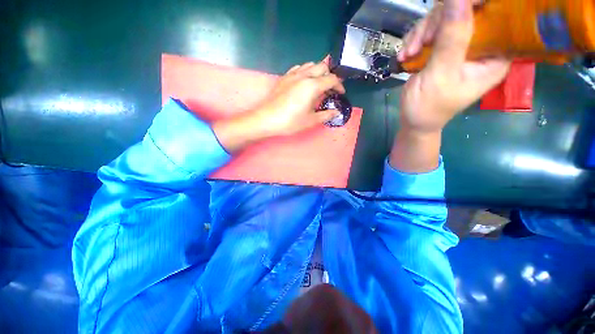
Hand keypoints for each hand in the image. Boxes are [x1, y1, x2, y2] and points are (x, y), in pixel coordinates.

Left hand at [212, 59, 344, 152]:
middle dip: (330, 76)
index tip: (340, 94)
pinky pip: (299, 68)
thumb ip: (326, 115)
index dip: (339, 86)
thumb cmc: (290, 122)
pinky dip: (306, 71)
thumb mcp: (310, 121)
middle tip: (330, 89)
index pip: (332, 79)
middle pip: (323, 67)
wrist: (267, 119)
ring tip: (319, 85)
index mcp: (312, 86)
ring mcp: (293, 75)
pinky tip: (304, 82)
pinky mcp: (284, 77)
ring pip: (310, 65)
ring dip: (318, 72)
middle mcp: (304, 75)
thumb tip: (336, 112)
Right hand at [397, 0, 510, 133]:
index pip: (498, 15)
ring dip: (421, 33)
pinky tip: (406, 55)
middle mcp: (482, 46)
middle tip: (420, 43)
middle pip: (467, 11)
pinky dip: (415, 39)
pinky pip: (430, 30)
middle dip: (438, 23)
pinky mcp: (442, 48)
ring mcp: (460, 45)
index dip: (477, 5)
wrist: (412, 120)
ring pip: (445, 17)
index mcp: (495, 55)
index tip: (452, 9)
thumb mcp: (441, 75)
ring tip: (409, 53)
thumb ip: (451, 39)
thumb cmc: (429, 107)